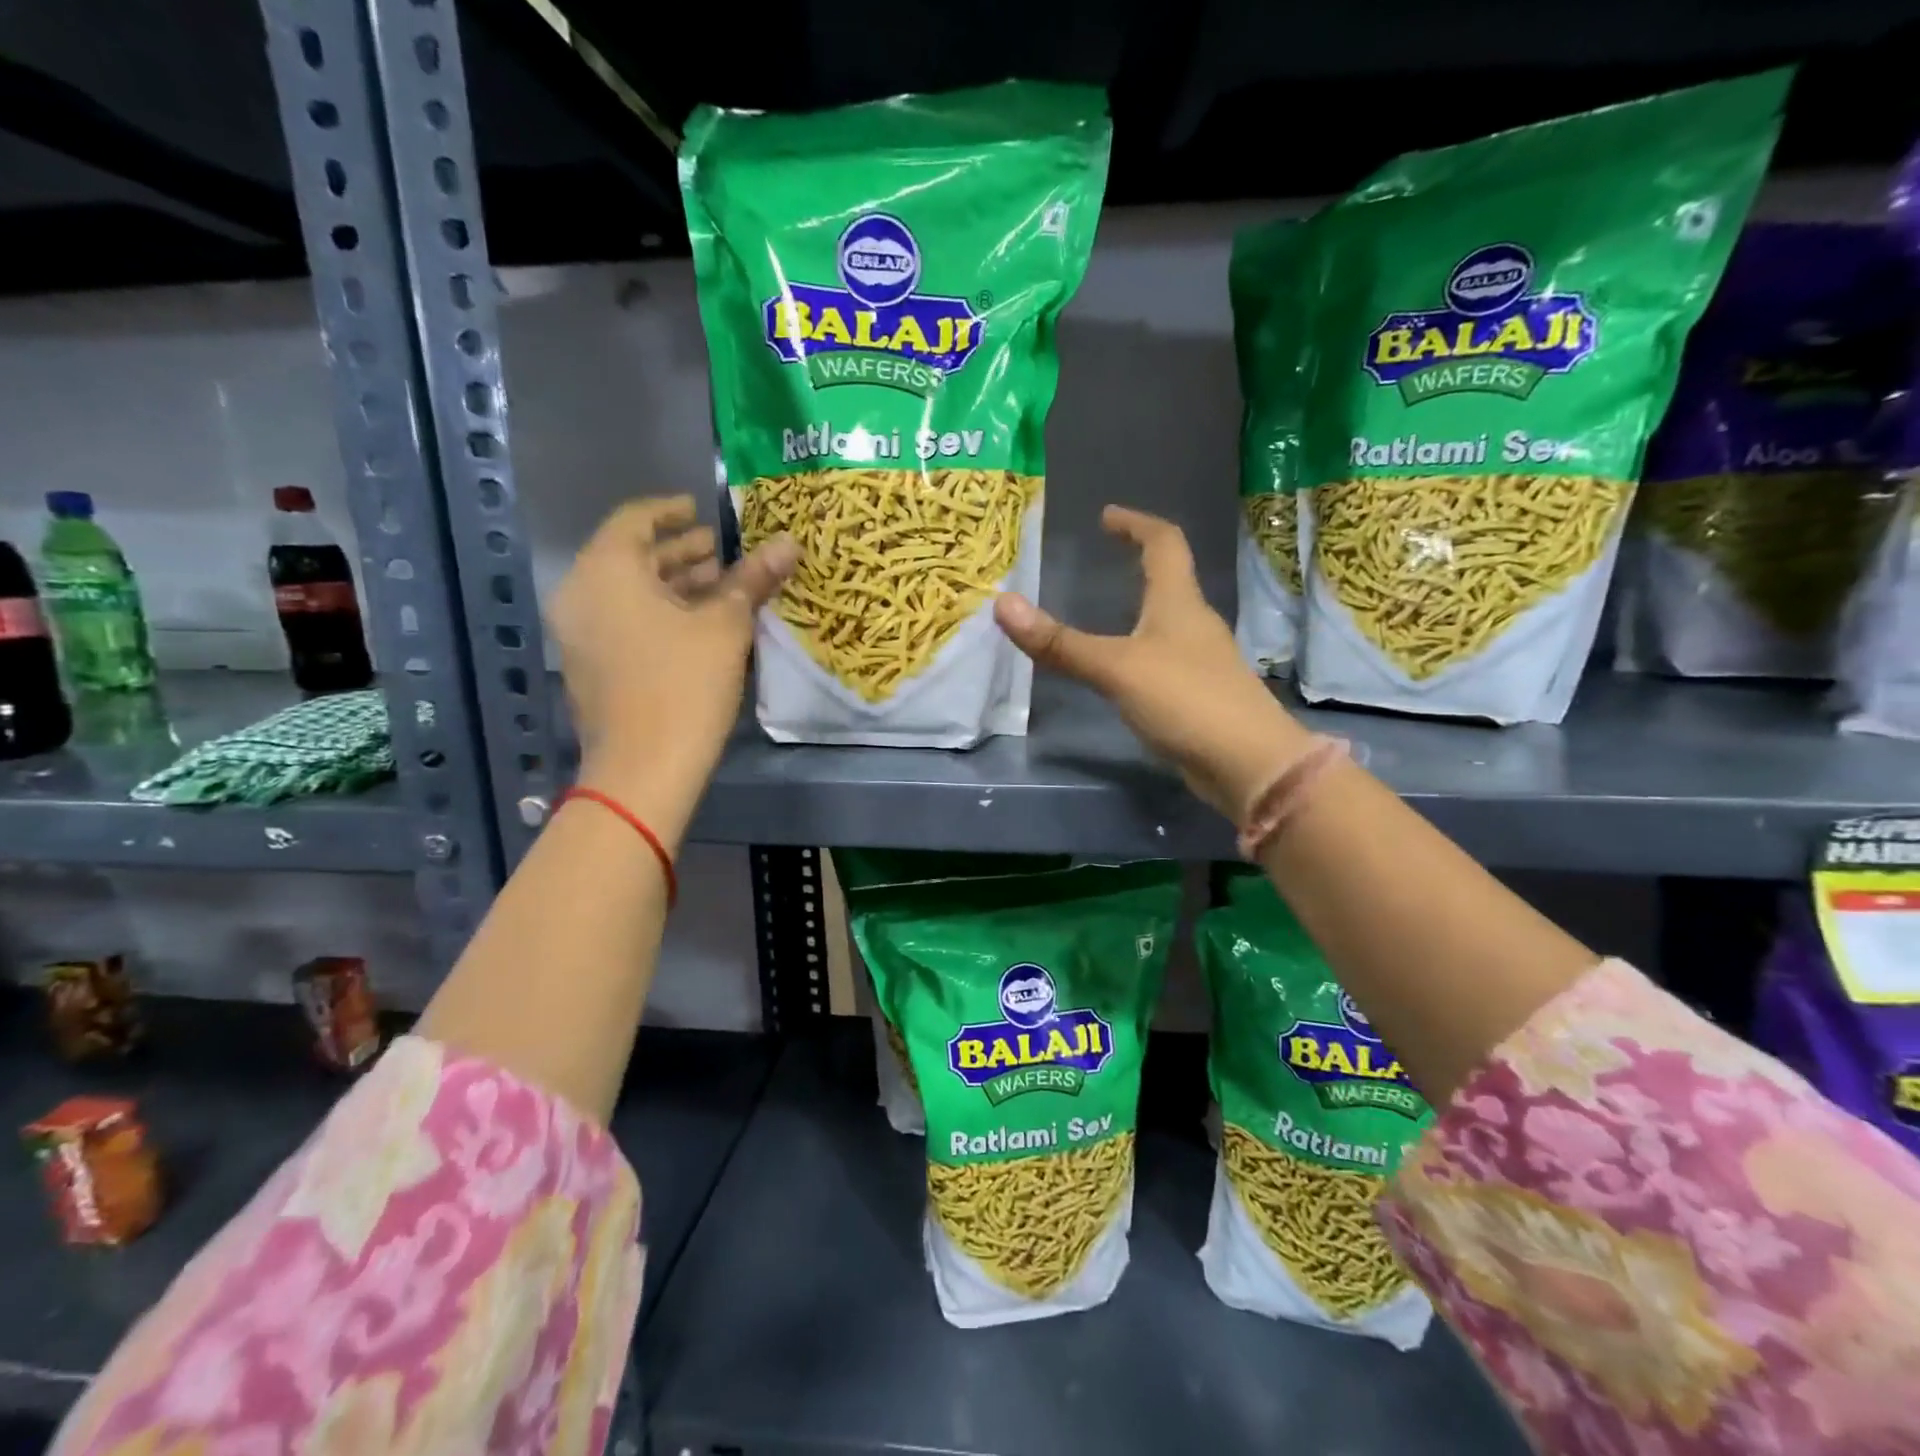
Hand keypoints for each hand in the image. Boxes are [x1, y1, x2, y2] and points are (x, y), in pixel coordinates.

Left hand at [549, 496, 795, 845]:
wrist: (643, 769)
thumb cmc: (684, 685)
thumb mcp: (725, 627)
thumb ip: (752, 579)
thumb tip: (787, 543)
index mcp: (606, 570)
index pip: (635, 518)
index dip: (672, 510)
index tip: (703, 510)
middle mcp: (581, 593)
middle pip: (631, 555)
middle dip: (679, 551)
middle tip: (722, 552)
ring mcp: (580, 632)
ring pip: (627, 591)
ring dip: (672, 584)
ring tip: (720, 587)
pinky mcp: (590, 664)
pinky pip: (622, 619)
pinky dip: (657, 612)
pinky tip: (699, 625)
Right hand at [994, 506, 1308, 819]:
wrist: (1248, 763)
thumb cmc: (1185, 700)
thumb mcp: (1115, 668)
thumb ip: (1061, 643)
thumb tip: (1002, 604)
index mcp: (1179, 602)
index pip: (1164, 542)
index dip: (1136, 523)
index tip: (1107, 516)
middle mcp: (1194, 623)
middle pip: (1170, 578)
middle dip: (1138, 563)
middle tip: (1102, 560)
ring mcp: (1201, 660)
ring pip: (1168, 620)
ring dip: (1141, 607)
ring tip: (1105, 611)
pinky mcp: (1199, 694)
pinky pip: (1164, 657)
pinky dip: (1140, 648)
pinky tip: (1123, 670)